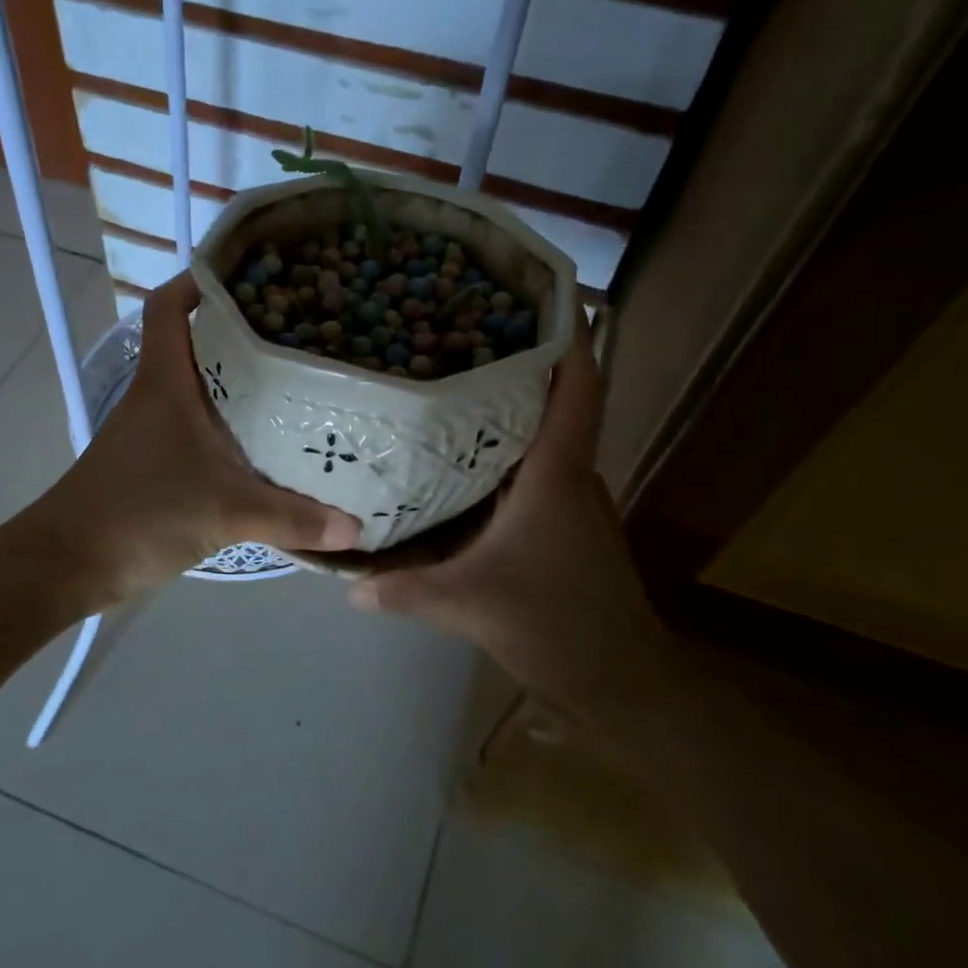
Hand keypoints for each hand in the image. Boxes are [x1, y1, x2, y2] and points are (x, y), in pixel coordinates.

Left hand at [35, 273, 360, 603]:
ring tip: (297, 379)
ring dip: (239, 381)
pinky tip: (267, 443)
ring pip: (200, 387)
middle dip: (242, 331)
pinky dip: (230, 426)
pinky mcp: (155, 463)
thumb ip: (292, 519)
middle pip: (196, 342)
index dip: (199, 281)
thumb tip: (355, 529)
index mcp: (165, 382)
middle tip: (300, 330)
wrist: (69, 563)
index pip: (169, 307)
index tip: (250, 277)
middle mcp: (157, 396)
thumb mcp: (225, 513)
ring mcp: (153, 430)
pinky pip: (199, 428)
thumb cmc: (140, 514)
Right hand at [348, 321, 665, 704]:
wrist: (620, 679)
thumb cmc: (556, 626)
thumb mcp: (470, 606)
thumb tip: (346, 582)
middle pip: (558, 395)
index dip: (571, 333)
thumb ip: (405, 591)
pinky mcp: (564, 519)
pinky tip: (461, 451)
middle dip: (522, 354)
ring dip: (512, 399)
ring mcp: (571, 496)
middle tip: (462, 324)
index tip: (545, 289)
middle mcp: (571, 472)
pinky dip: (506, 442)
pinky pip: (535, 462)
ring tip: (453, 375)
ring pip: (544, 430)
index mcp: (557, 473)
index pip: (578, 386)